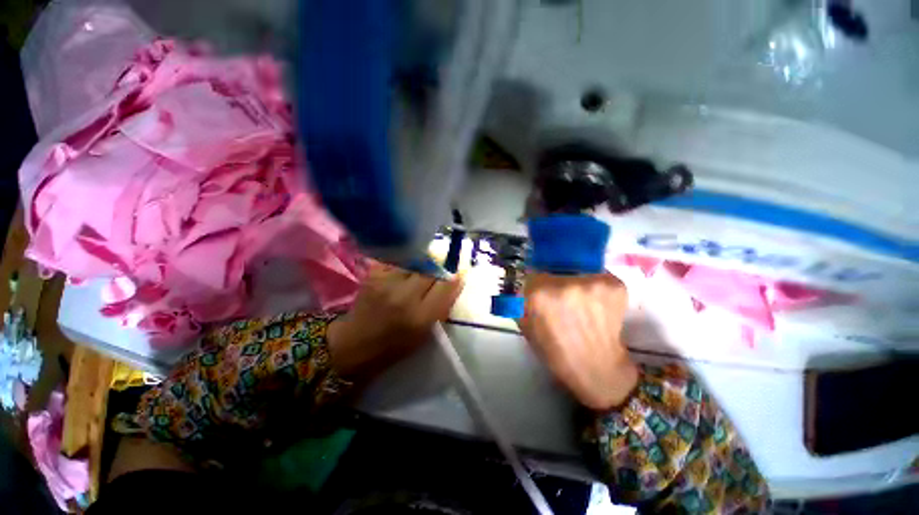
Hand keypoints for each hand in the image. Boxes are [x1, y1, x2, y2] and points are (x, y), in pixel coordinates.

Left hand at [327, 262, 463, 379]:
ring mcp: (387, 283)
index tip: (459, 272)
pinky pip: (397, 261)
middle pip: (431, 270)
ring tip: (417, 273)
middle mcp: (405, 296)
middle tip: (436, 273)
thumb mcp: (425, 332)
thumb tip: (456, 279)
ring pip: (415, 262)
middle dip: (438, 269)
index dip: (455, 276)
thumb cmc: (395, 345)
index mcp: (421, 317)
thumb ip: (442, 305)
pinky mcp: (373, 274)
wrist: (355, 344)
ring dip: (420, 266)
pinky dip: (403, 264)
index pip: (446, 285)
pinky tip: (400, 273)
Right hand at [520, 272, 637, 409]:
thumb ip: (519, 297)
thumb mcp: (524, 323)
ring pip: (578, 268)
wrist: (597, 369)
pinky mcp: (616, 285)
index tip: (540, 288)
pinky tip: (595, 303)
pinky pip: (598, 275)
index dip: (537, 280)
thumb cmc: (555, 351)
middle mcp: (565, 283)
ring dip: (576, 280)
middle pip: (555, 266)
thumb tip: (521, 279)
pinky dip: (595, 286)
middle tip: (560, 295)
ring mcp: (593, 283)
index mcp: (538, 293)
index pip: (533, 270)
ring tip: (579, 300)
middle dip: (556, 278)